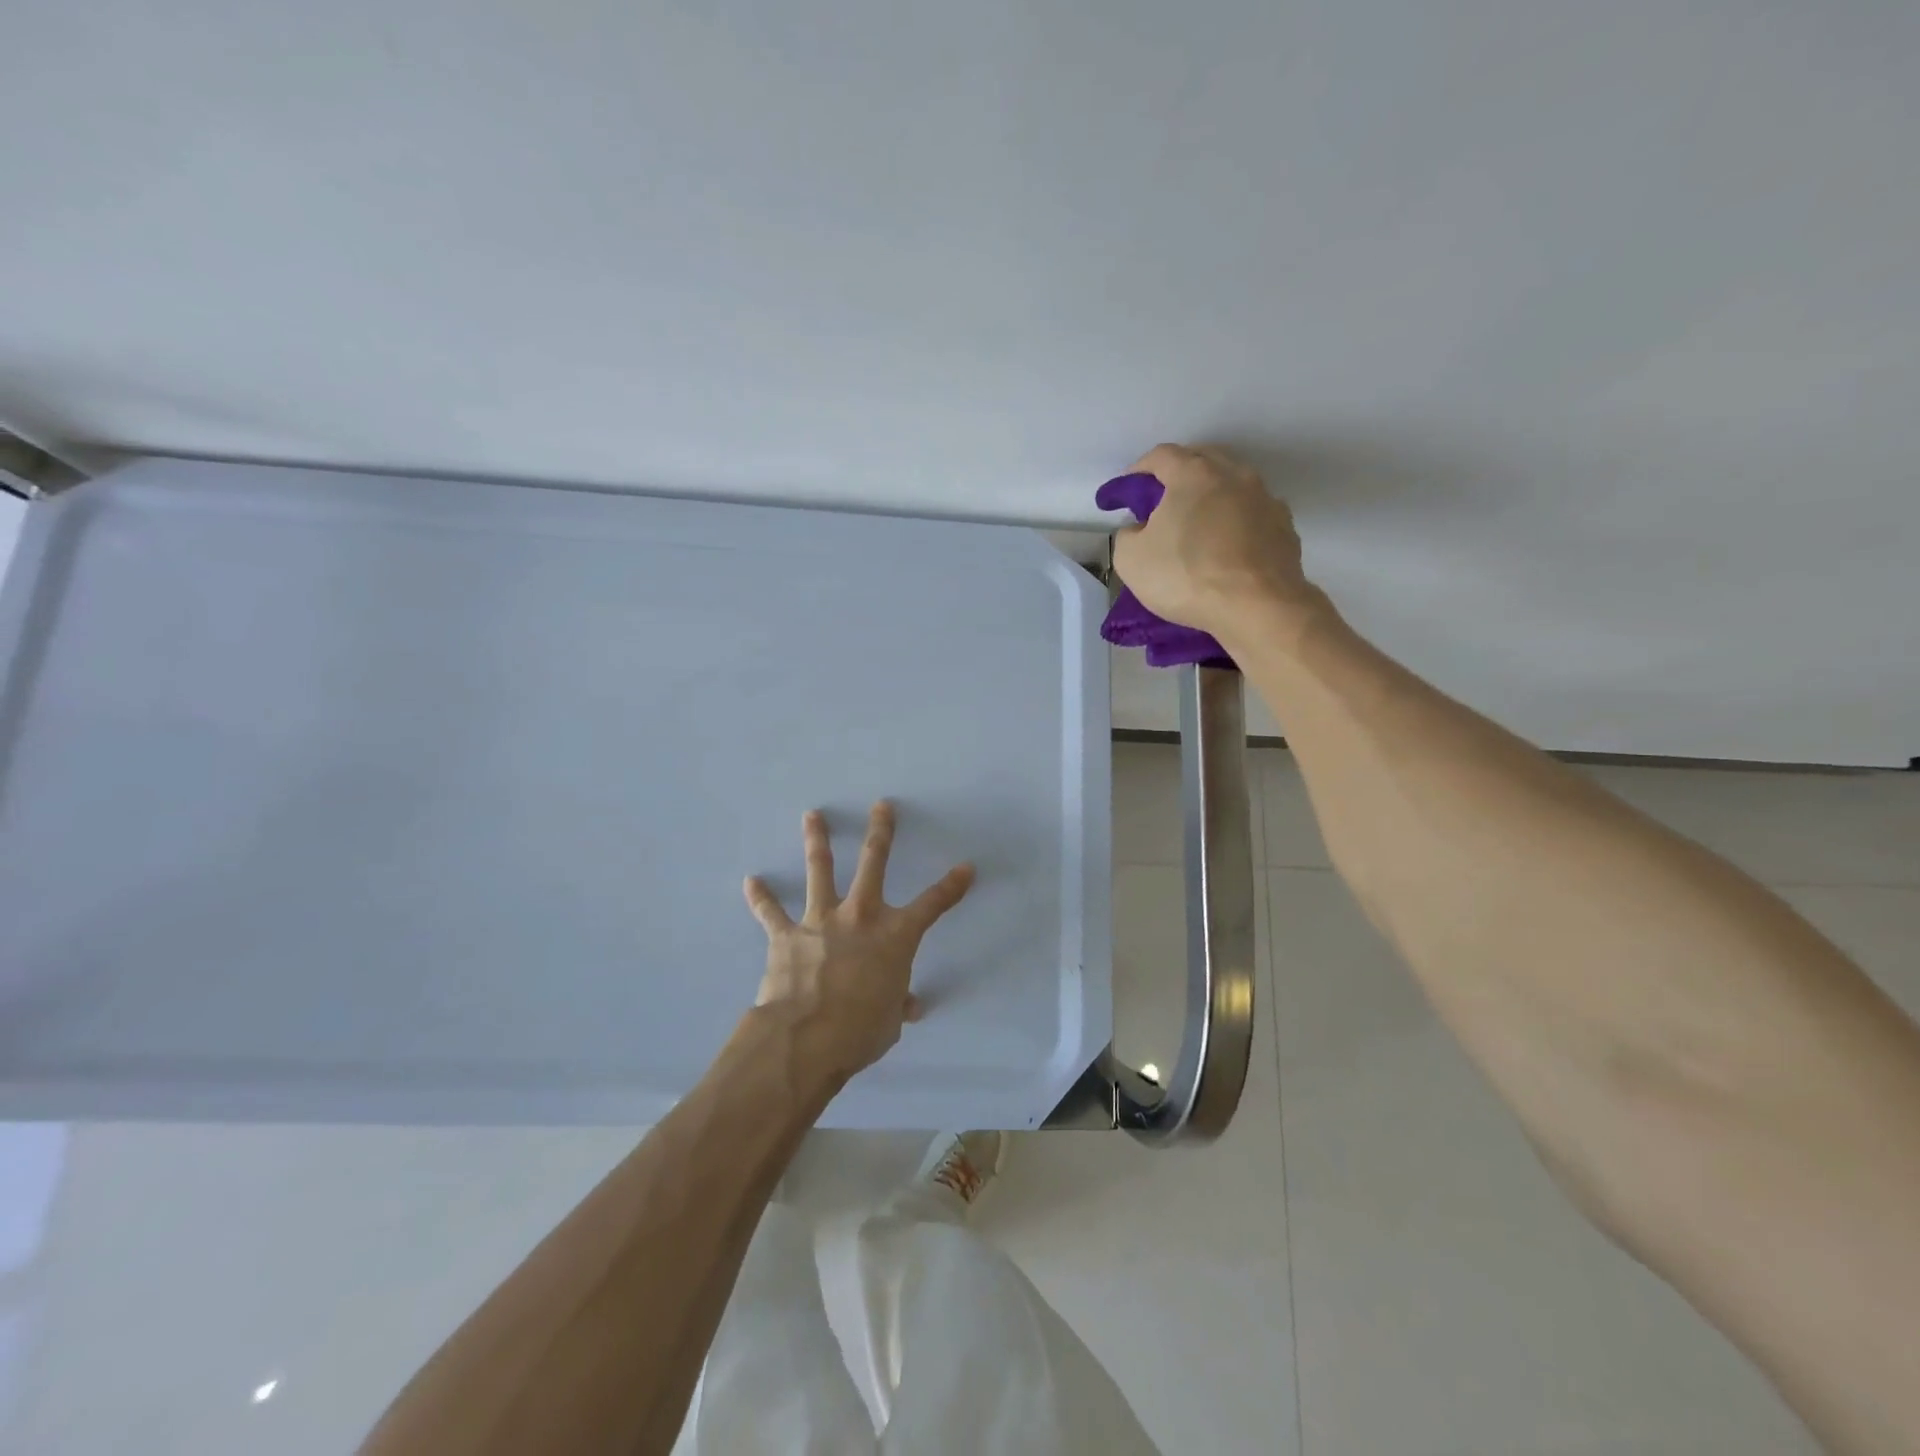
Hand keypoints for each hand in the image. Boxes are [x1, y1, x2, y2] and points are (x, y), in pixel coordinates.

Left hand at [743, 802, 973, 1081]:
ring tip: (812, 815)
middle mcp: (860, 916)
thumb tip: (909, 1007)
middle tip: (881, 806)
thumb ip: (898, 1005)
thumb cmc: (860, 1031)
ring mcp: (821, 920)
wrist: (806, 1038)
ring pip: (820, 870)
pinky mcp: (787, 934)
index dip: (952, 886)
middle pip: (873, 862)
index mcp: (895, 935)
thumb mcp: (890, 1022)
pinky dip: (761, 898)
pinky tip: (751, 881)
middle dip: (880, 831)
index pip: (933, 904)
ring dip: (817, 840)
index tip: (965, 867)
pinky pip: (771, 911)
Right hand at [1111, 444, 1323, 640]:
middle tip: (1162, 502)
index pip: (1161, 456)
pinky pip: (1253, 515)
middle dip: (1179, 475)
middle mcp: (1234, 475)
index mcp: (1193, 474)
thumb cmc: (1186, 576)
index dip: (1139, 470)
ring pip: (1233, 486)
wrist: (1257, 608)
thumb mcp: (1131, 560)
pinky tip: (1228, 547)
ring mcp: (1266, 499)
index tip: (1126, 492)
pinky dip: (1237, 523)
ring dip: (1212, 498)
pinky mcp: (1285, 528)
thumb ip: (1128, 535)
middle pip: (1202, 460)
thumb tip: (1140, 529)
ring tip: (1198, 525)